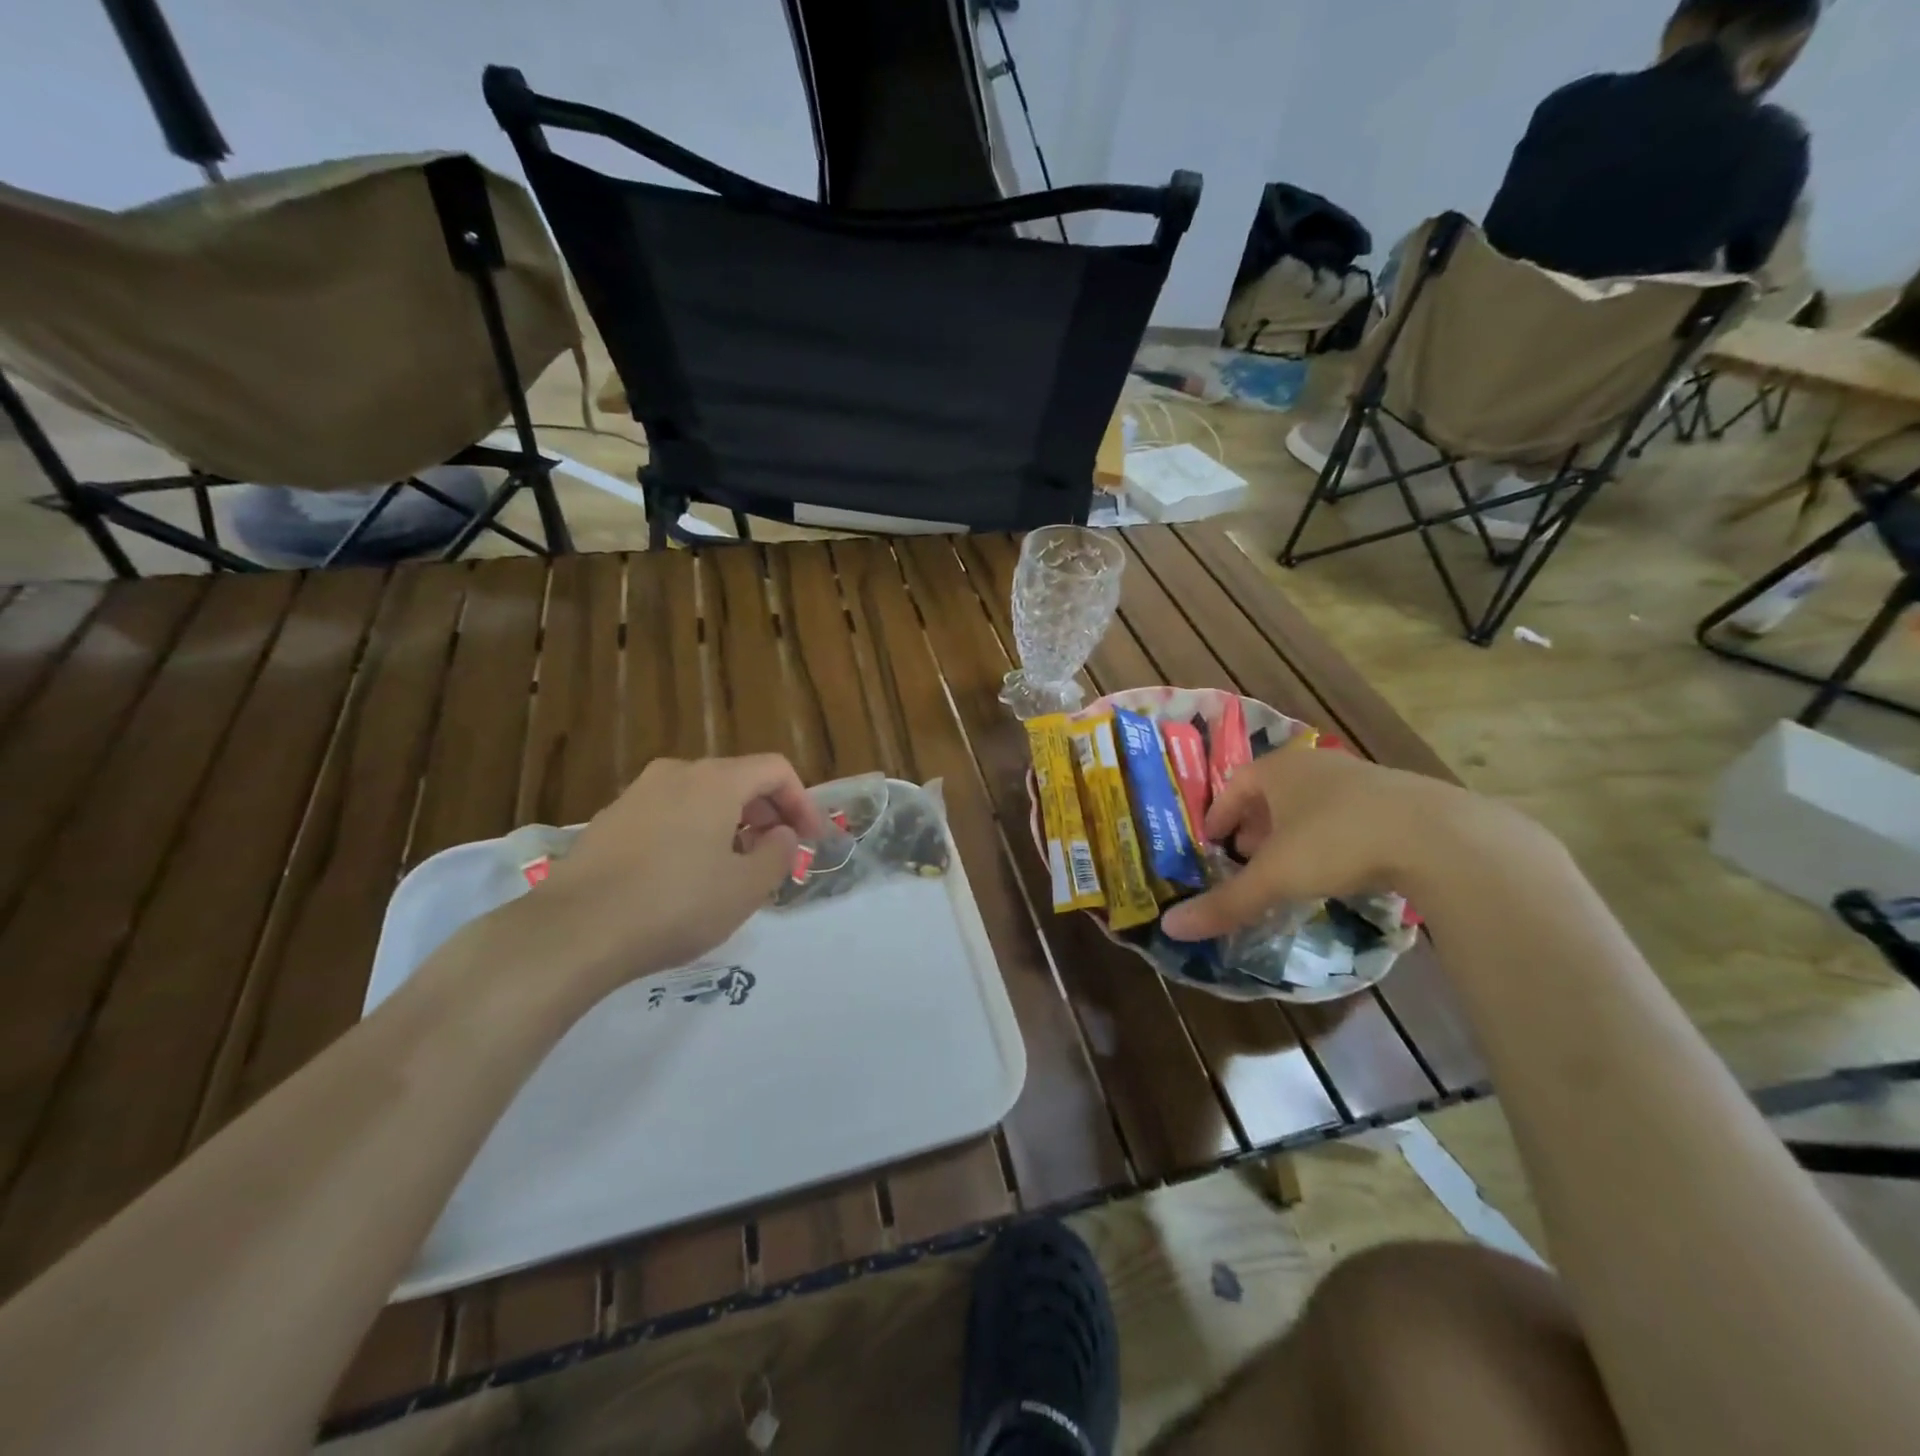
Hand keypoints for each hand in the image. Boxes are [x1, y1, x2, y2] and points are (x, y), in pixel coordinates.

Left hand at [497, 755, 822, 997]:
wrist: (573, 931)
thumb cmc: (675, 904)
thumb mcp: (746, 888)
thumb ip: (778, 853)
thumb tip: (780, 834)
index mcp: (716, 780)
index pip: (775, 770)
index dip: (802, 802)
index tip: (811, 840)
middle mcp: (676, 774)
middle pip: (738, 780)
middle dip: (767, 814)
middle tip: (778, 855)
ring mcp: (637, 794)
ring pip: (701, 797)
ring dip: (731, 825)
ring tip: (735, 869)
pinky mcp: (609, 821)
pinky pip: (669, 814)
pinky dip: (693, 833)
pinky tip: (687, 876)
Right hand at [1160, 743, 1479, 942]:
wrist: (1438, 836)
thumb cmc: (1337, 843)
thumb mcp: (1275, 877)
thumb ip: (1226, 902)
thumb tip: (1170, 928)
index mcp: (1279, 770)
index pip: (1235, 783)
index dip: (1219, 812)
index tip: (1211, 840)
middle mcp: (1316, 766)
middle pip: (1272, 791)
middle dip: (1255, 824)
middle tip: (1245, 856)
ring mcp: (1361, 779)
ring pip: (1311, 802)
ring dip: (1292, 830)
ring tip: (1288, 865)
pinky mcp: (1398, 799)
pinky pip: (1347, 814)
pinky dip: (1329, 836)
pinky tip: (1337, 866)